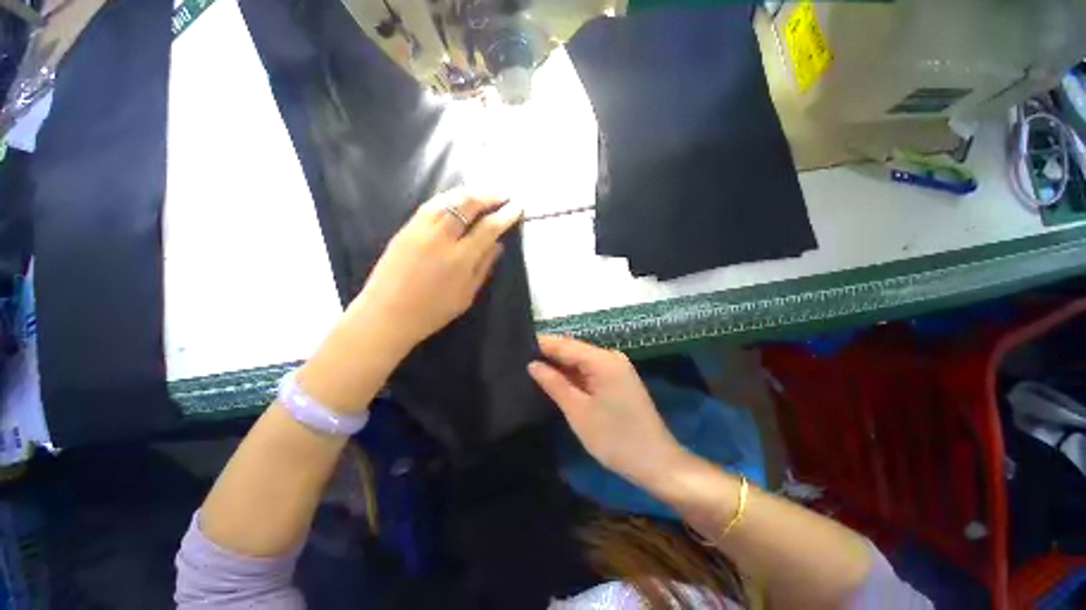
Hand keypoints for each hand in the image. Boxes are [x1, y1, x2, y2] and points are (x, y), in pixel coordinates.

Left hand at [350, 189, 522, 350]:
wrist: (387, 314)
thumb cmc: (433, 311)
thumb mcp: (466, 295)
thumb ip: (484, 267)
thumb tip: (499, 245)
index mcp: (460, 259)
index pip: (488, 228)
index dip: (505, 215)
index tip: (518, 206)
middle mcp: (440, 237)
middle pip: (467, 204)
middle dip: (489, 196)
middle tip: (503, 195)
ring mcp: (420, 229)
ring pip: (448, 199)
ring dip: (470, 192)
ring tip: (484, 193)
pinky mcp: (406, 228)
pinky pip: (431, 204)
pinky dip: (449, 197)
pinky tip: (457, 199)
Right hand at [528, 334, 687, 487]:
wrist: (657, 462)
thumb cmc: (615, 438)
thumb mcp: (578, 412)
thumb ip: (554, 384)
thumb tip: (533, 364)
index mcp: (603, 360)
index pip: (565, 344)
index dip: (541, 344)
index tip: (516, 346)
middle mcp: (611, 357)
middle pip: (573, 349)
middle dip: (549, 354)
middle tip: (520, 359)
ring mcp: (616, 367)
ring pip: (581, 360)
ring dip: (560, 365)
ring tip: (532, 367)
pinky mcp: (618, 379)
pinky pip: (590, 370)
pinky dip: (573, 374)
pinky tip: (556, 378)